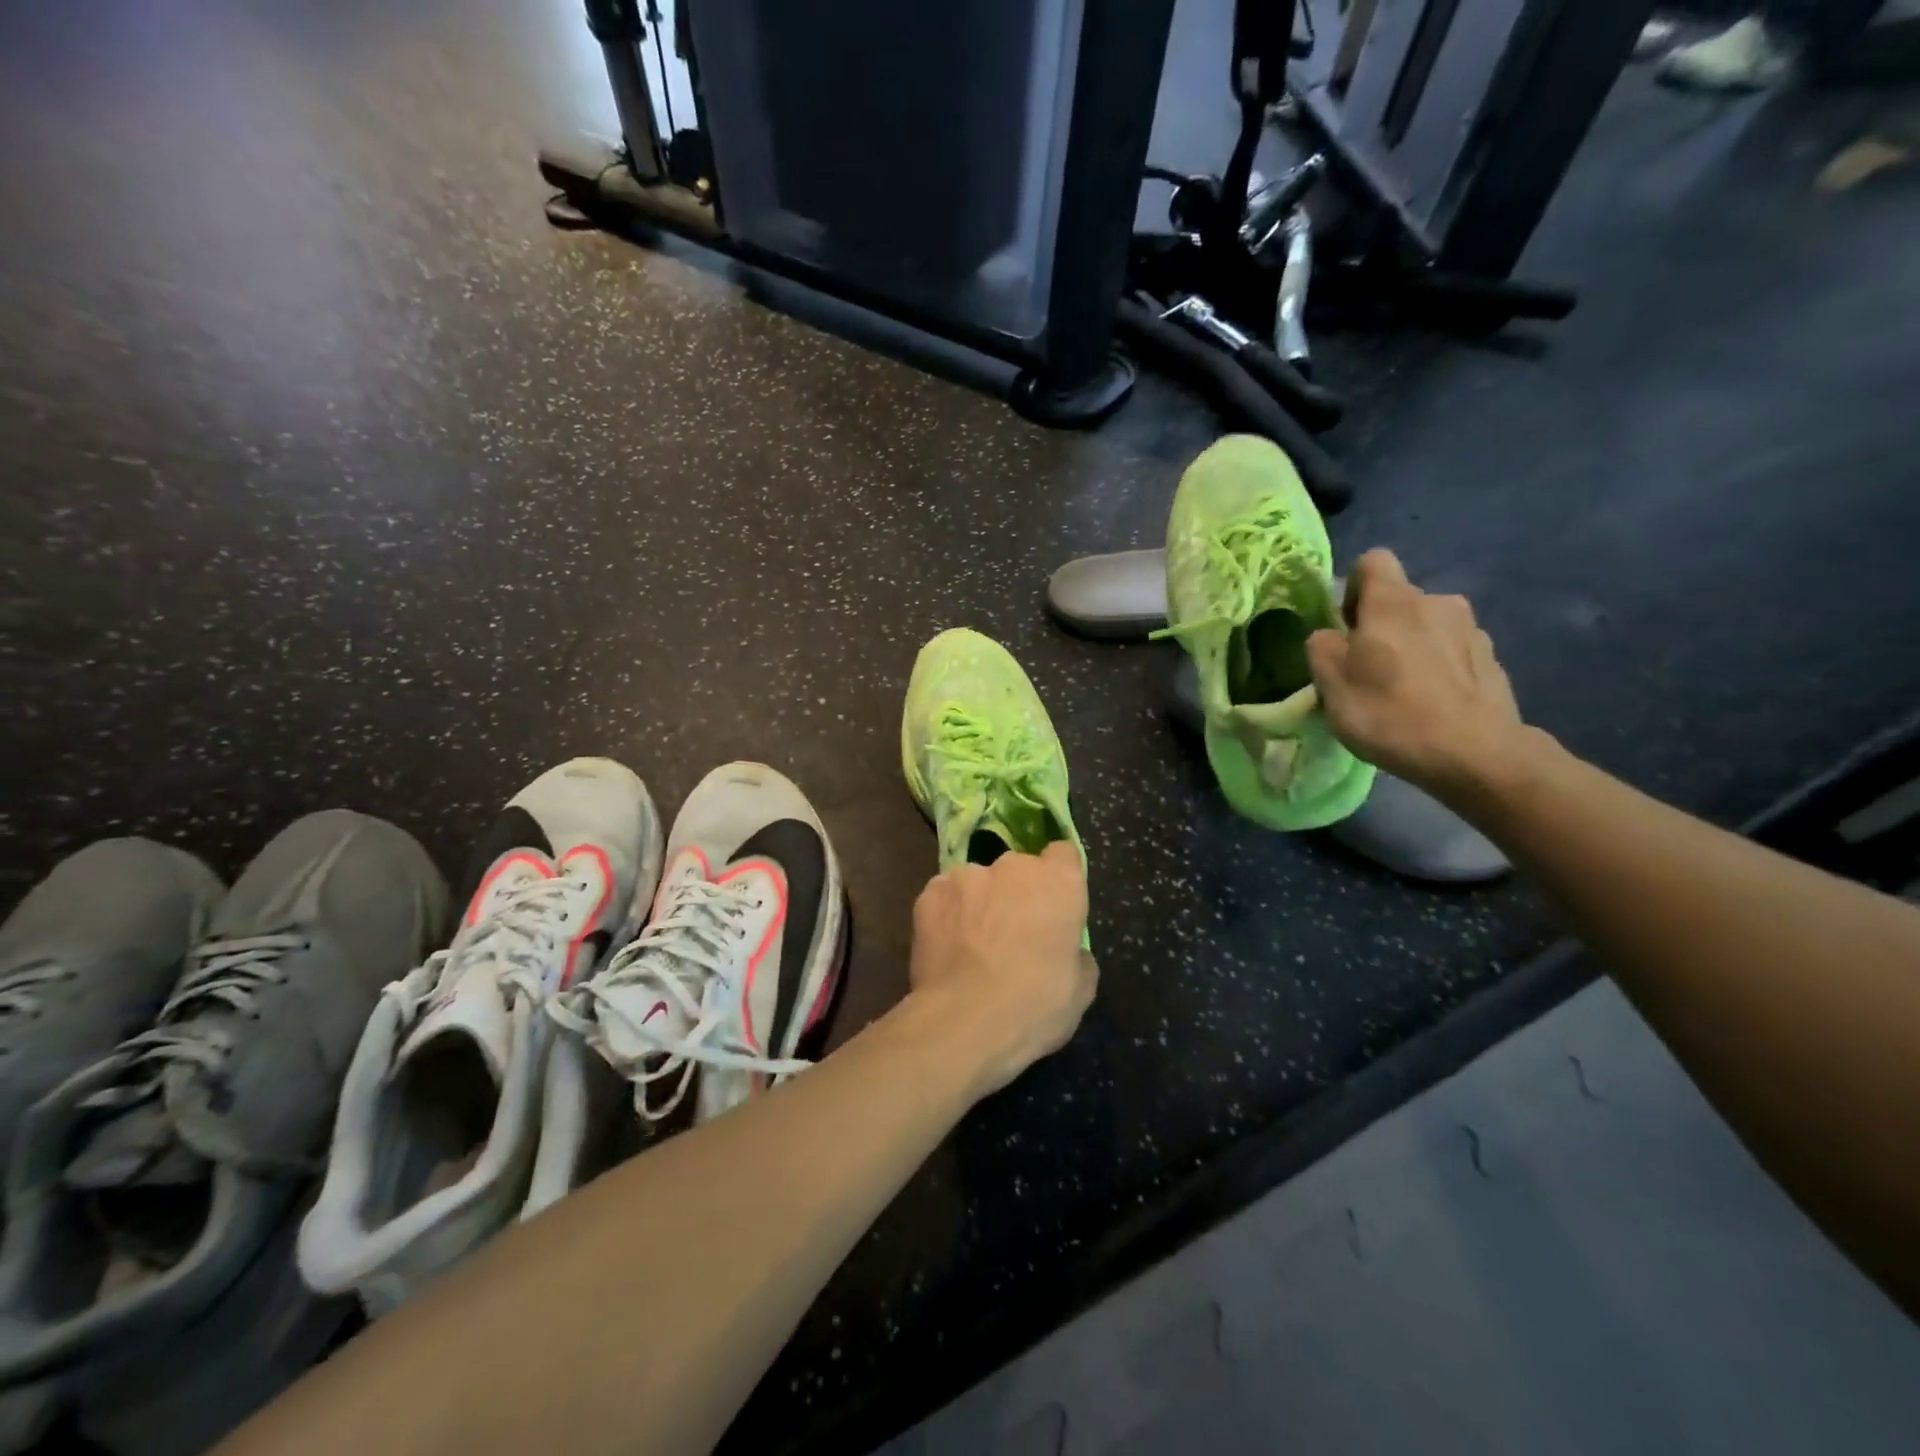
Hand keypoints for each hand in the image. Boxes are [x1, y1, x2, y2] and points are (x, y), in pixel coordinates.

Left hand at [907, 841, 1096, 1098]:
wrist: (965, 1022)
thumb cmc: (1035, 1006)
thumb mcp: (1081, 988)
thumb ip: (1075, 952)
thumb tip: (1065, 948)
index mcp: (1058, 882)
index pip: (1063, 854)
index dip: (1059, 877)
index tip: (1054, 904)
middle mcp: (1013, 866)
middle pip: (1019, 869)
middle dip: (1017, 893)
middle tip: (1012, 933)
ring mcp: (967, 875)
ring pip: (978, 882)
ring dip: (980, 902)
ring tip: (973, 944)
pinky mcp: (930, 892)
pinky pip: (945, 896)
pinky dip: (947, 914)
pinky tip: (947, 948)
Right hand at [1307, 550, 1529, 803]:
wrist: (1475, 753)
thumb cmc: (1389, 711)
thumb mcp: (1331, 683)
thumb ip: (1322, 648)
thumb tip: (1330, 637)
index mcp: (1393, 601)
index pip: (1372, 562)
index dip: (1352, 588)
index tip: (1345, 626)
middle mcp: (1437, 602)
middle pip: (1400, 601)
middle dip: (1381, 626)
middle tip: (1367, 670)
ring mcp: (1472, 630)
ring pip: (1428, 627)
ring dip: (1412, 647)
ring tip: (1402, 692)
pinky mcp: (1493, 660)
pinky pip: (1453, 653)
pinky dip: (1438, 670)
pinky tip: (1432, 705)